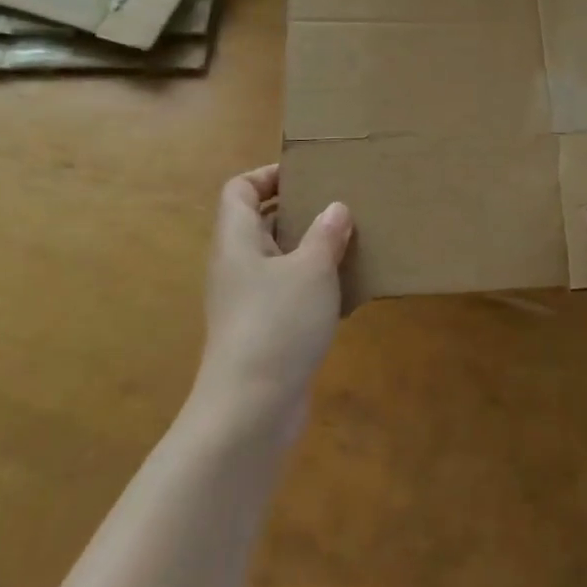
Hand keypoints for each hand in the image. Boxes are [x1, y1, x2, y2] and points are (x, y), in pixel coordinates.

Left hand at [195, 164, 351, 421]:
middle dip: (298, 211)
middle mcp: (236, 266)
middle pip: (259, 223)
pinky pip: (288, 293)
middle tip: (339, 204)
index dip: (267, 175)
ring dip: (310, 250)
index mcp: (237, 241)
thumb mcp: (312, 270)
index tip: (307, 176)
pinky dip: (314, 285)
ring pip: (278, 260)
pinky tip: (347, 290)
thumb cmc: (277, 324)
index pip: (239, 190)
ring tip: (350, 241)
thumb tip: (336, 208)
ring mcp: (247, 302)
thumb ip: (326, 234)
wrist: (250, 410)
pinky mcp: (263, 331)